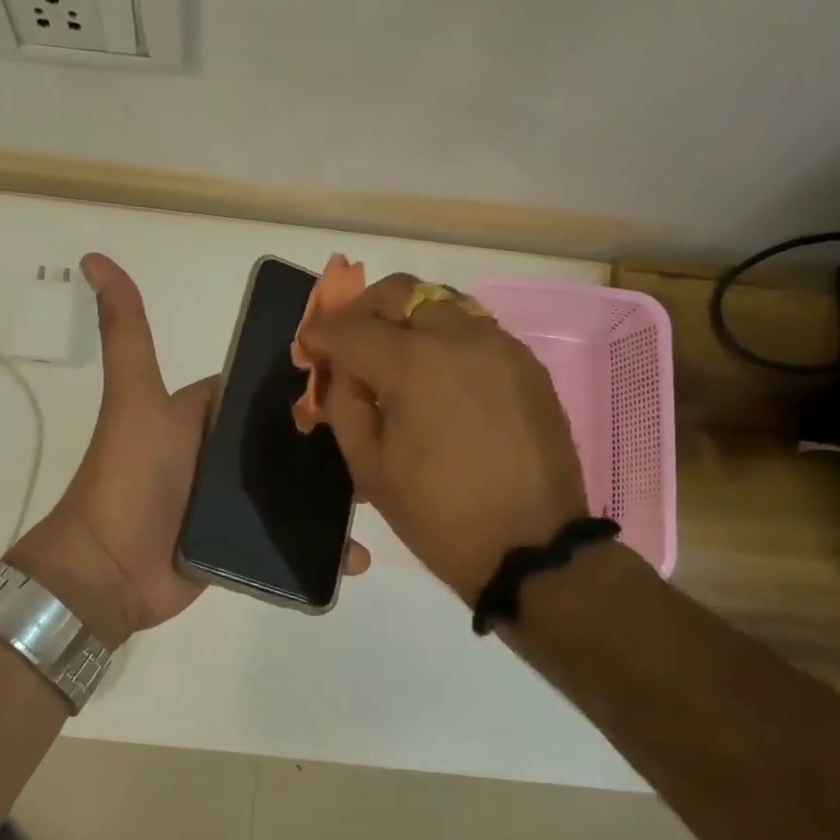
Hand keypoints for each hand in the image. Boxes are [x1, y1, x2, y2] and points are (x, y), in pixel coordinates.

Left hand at [11, 254, 369, 644]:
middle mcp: (223, 453)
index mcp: (206, 414)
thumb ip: (126, 334)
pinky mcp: (244, 542)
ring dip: (336, 495)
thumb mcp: (134, 399)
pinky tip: (357, 555)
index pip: (266, 389)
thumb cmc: (126, 478)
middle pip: (289, 440)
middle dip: (334, 442)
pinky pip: (292, 537)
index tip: (366, 374)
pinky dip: (322, 545)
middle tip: (388, 442)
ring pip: (297, 489)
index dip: (310, 380)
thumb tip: (93, 258)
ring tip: (384, 499)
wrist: (108, 572)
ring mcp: (235, 501)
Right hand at [297, 273, 586, 602]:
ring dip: (406, 318)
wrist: (530, 546)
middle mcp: (459, 336)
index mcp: (413, 363)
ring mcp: (499, 345)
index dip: (320, 335)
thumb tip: (341, 370)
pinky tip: (436, 375)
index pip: (350, 328)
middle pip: (399, 292)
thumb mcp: (368, 465)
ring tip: (392, 356)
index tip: (308, 347)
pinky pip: (474, 329)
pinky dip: (443, 337)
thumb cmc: (436, 514)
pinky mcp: (526, 363)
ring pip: (440, 302)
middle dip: (363, 310)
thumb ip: (343, 403)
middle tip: (348, 341)